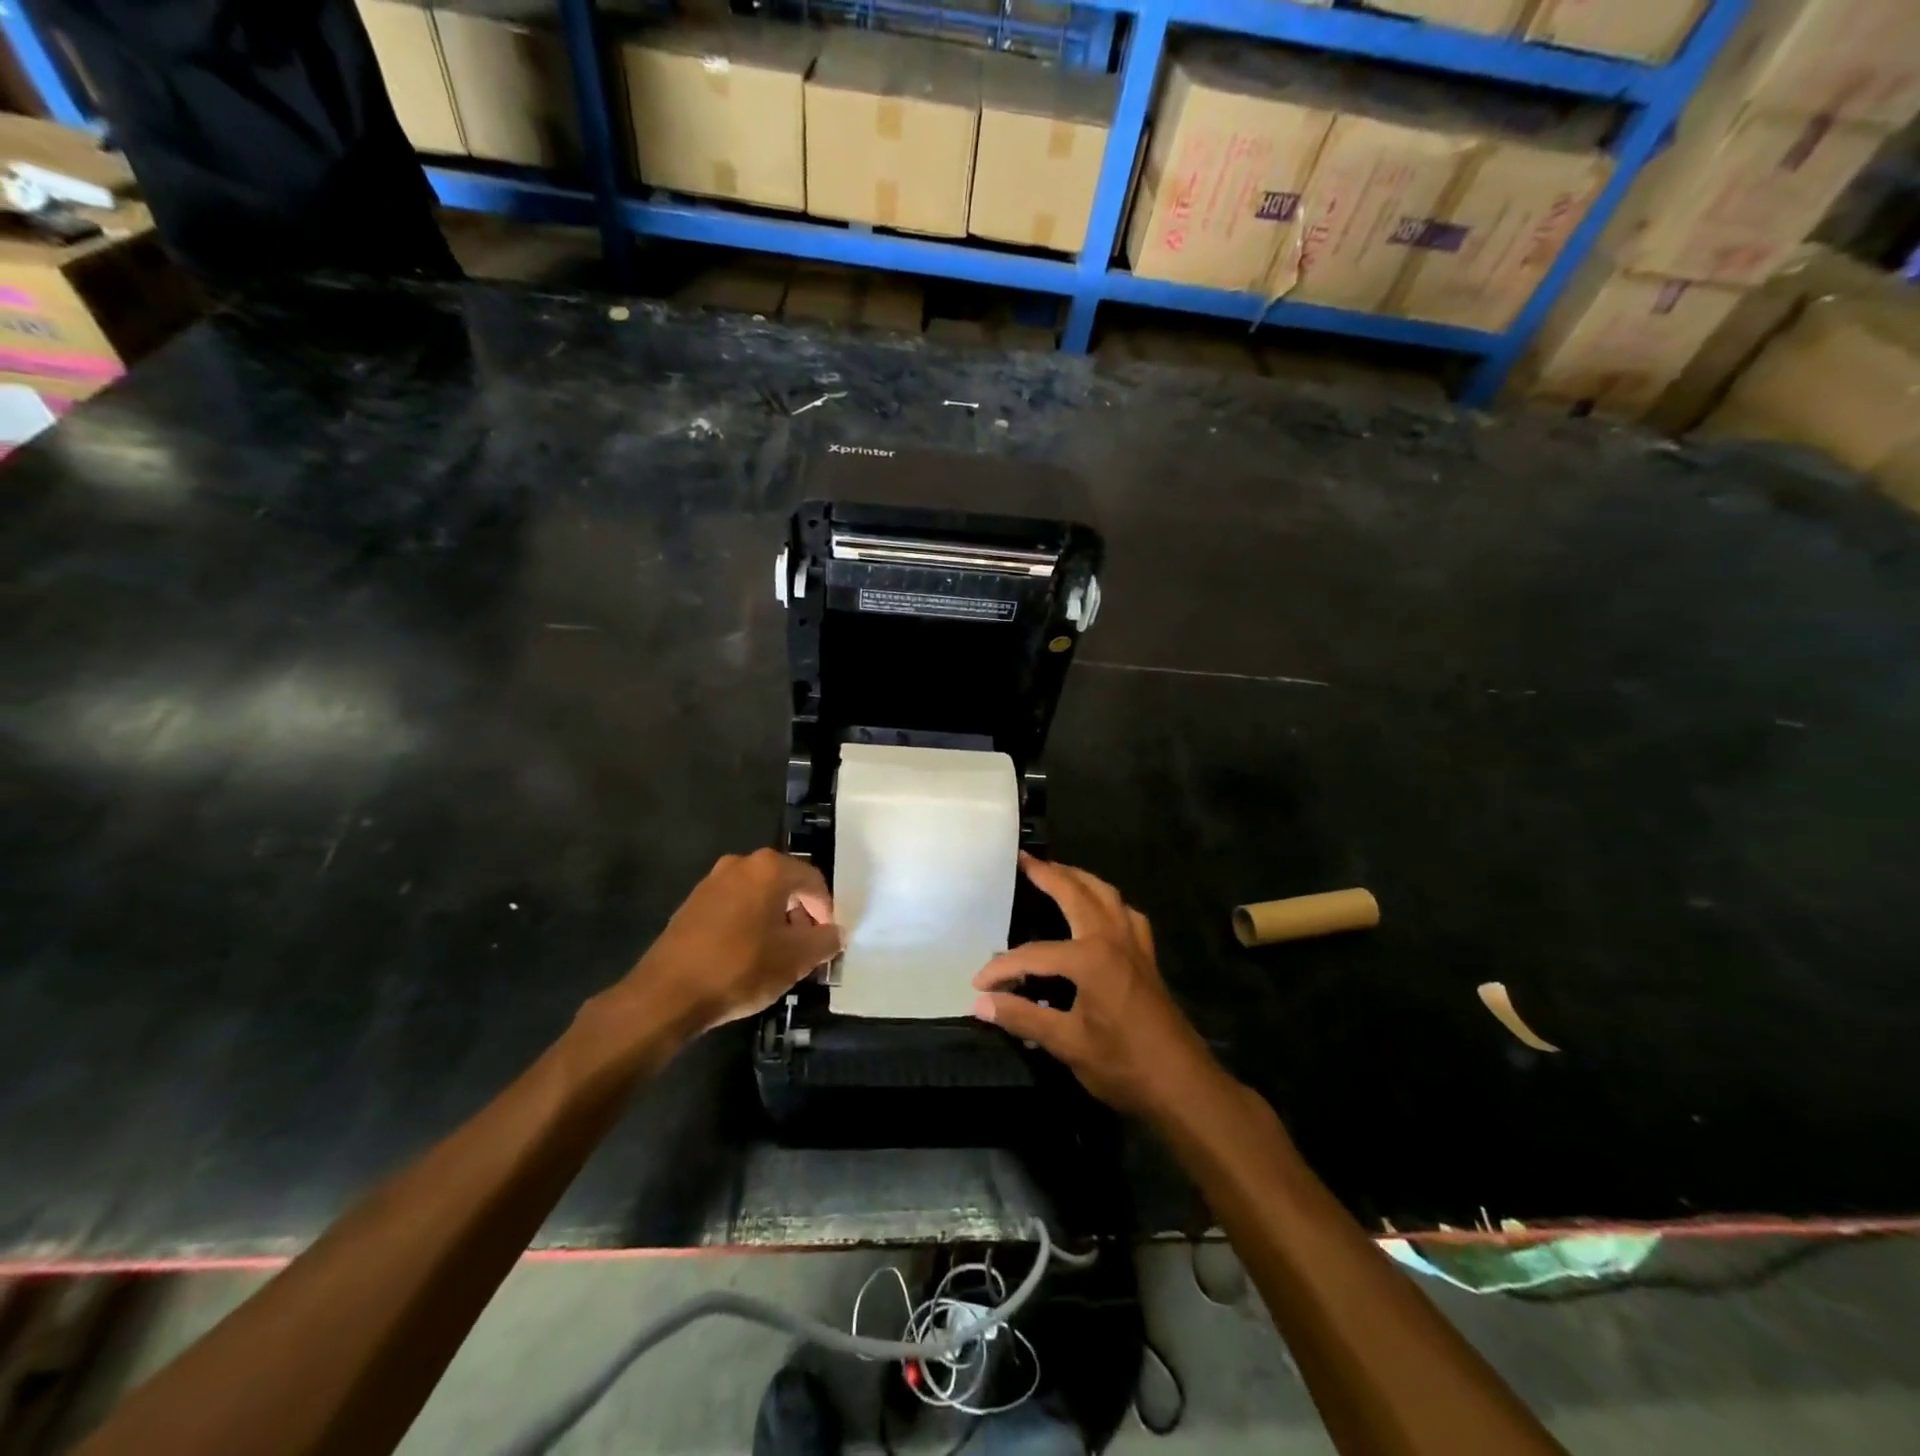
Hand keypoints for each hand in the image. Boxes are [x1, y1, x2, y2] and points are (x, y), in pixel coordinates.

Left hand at [616, 849, 841, 1038]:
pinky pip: (734, 905)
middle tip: (806, 946)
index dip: (826, 910)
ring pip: (758, 895)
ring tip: (778, 953)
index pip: (813, 881)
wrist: (667, 993)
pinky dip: (749, 923)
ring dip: (774, 918)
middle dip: (800, 913)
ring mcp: (712, 882)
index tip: (826, 940)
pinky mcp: (692, 903)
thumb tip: (836, 933)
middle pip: (785, 884)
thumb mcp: (796, 959)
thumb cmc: (740, 967)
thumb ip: (825, 941)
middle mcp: (740, 864)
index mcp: (769, 869)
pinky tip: (747, 954)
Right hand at [971, 855, 1217, 1118]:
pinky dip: (1109, 902)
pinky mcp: (1147, 957)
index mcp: (1090, 957)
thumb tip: (980, 1004)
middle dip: (1048, 874)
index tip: (978, 985)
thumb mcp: (1067, 1044)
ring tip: (1058, 872)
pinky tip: (1101, 910)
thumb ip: (1022, 1017)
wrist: (1184, 1086)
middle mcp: (1113, 938)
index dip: (1002, 969)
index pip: (1033, 955)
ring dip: (1080, 879)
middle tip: (1024, 860)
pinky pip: (1126, 914)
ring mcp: (1135, 944)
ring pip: (1106, 895)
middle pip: (1076, 894)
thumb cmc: (1123, 1064)